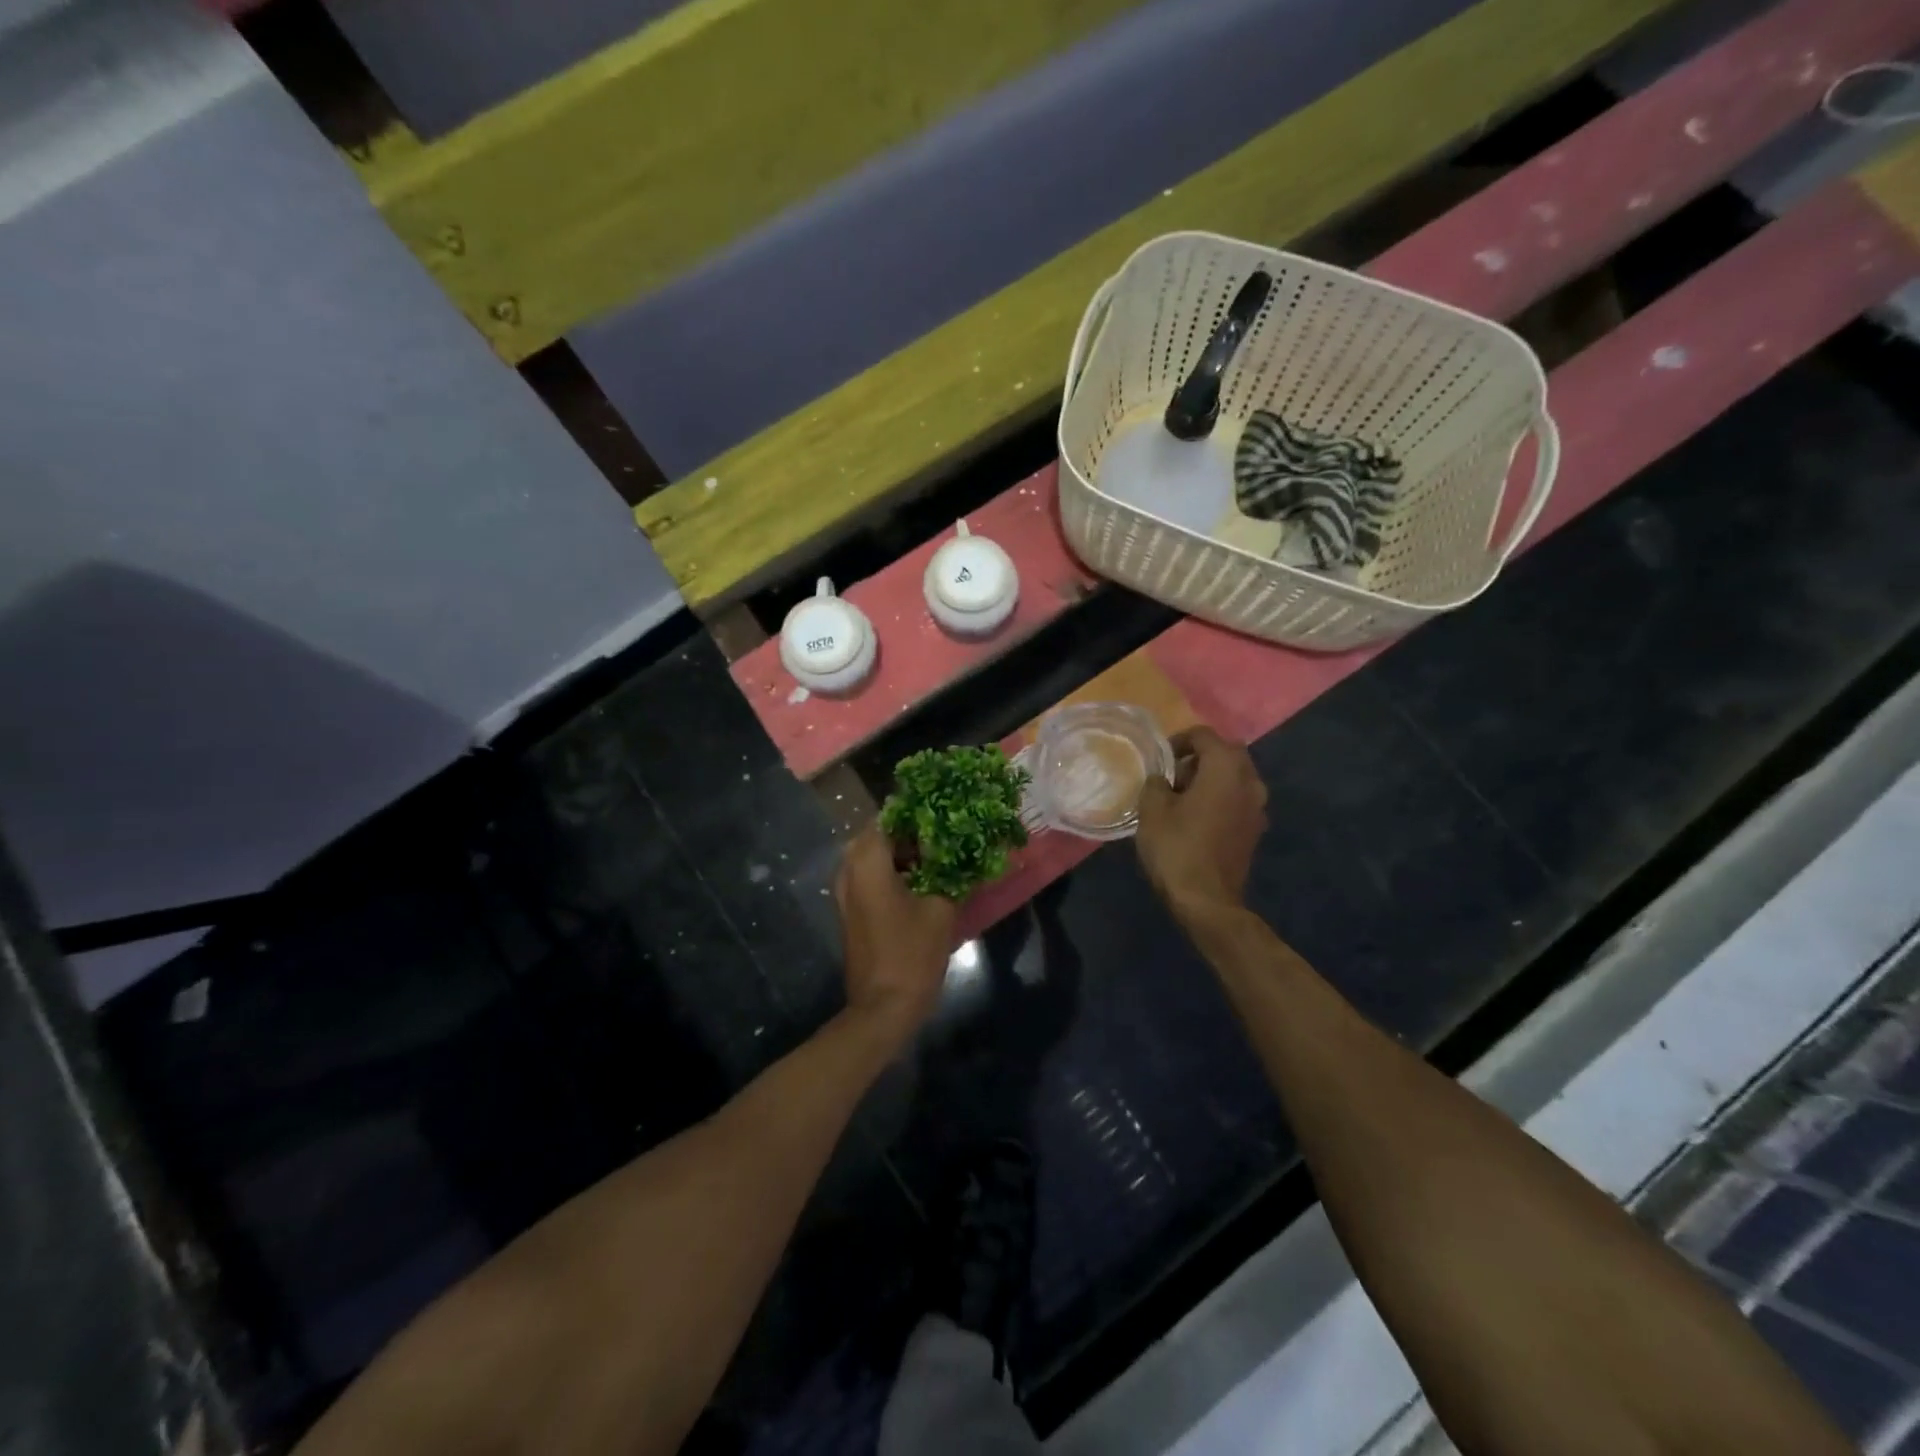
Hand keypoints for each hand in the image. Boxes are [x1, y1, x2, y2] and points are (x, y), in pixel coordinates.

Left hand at [835, 826, 957, 1037]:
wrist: (883, 1007)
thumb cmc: (912, 953)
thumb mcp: (941, 908)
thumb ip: (953, 873)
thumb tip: (970, 852)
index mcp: (867, 860)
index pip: (890, 816)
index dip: (918, 811)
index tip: (946, 811)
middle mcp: (849, 868)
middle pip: (880, 834)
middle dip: (911, 832)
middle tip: (945, 834)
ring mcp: (846, 890)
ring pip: (874, 855)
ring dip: (903, 853)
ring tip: (939, 855)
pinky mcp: (851, 909)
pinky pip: (870, 876)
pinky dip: (894, 871)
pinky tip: (924, 880)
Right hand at [1136, 727, 1267, 920]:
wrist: (1207, 900)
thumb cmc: (1176, 848)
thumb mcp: (1152, 810)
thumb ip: (1156, 783)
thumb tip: (1162, 780)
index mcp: (1225, 768)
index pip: (1204, 735)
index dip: (1179, 740)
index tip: (1161, 759)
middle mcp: (1249, 781)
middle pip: (1227, 752)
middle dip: (1200, 757)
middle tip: (1173, 775)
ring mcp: (1258, 807)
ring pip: (1236, 776)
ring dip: (1213, 778)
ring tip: (1184, 797)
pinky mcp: (1256, 829)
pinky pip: (1239, 799)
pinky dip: (1221, 798)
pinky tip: (1198, 818)